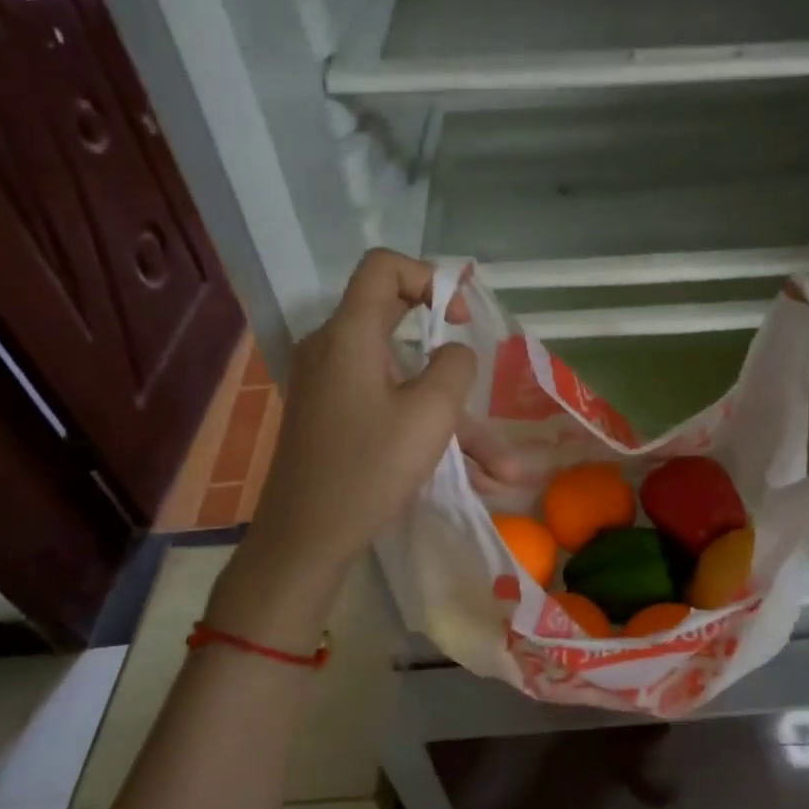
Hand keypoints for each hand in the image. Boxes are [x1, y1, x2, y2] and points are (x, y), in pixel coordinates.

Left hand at [210, 252, 517, 642]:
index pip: (383, 268)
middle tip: (482, 381)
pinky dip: (427, 432)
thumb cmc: (368, 470)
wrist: (304, 540)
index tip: (459, 318)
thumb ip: (455, 367)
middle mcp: (334, 350)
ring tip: (503, 470)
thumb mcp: (430, 415)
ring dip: (454, 420)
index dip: (428, 278)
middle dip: (453, 363)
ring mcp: (331, 387)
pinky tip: (473, 478)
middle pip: (399, 327)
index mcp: (349, 335)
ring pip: (404, 383)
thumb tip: (455, 353)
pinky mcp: (333, 419)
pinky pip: (389, 409)